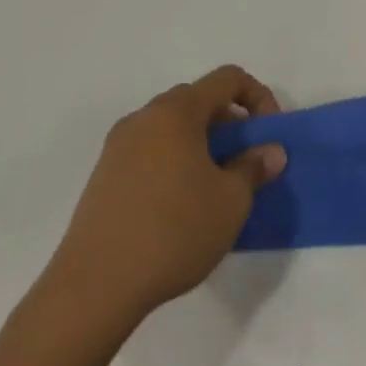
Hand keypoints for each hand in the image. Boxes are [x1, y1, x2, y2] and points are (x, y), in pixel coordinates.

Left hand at [39, 65, 285, 346]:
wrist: (94, 287)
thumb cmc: (174, 232)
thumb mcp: (231, 201)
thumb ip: (255, 168)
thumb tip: (270, 152)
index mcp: (176, 112)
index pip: (227, 78)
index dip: (258, 97)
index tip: (268, 133)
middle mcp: (144, 118)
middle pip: (197, 100)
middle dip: (230, 122)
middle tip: (245, 160)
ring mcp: (118, 146)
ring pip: (172, 127)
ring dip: (202, 143)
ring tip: (216, 185)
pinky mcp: (103, 176)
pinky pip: (150, 150)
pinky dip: (175, 161)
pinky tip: (182, 204)